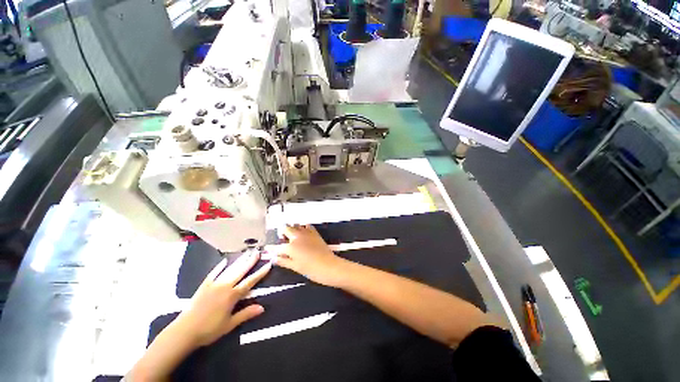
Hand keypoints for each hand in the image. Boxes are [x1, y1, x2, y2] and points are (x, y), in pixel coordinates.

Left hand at [172, 252, 271, 346]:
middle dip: (250, 262)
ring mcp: (214, 284)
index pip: (250, 282)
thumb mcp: (229, 325)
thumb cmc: (209, 330)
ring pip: (230, 270)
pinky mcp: (204, 286)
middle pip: (241, 271)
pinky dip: (219, 267)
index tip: (269, 264)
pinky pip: (213, 273)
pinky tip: (224, 261)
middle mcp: (225, 286)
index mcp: (232, 295)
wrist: (184, 331)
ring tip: (247, 253)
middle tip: (258, 252)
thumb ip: (246, 314)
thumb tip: (262, 308)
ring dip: (239, 261)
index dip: (260, 273)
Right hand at [273, 225, 347, 286]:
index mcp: (290, 247)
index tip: (267, 248)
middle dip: (282, 233)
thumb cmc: (310, 269)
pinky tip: (302, 233)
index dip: (271, 248)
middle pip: (286, 229)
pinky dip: (303, 227)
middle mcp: (297, 237)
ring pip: (296, 225)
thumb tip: (274, 258)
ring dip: (292, 229)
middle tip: (282, 240)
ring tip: (292, 236)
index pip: (277, 246)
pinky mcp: (314, 233)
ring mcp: (306, 233)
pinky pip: (306, 226)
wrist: (328, 266)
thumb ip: (283, 261)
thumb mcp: (295, 267)